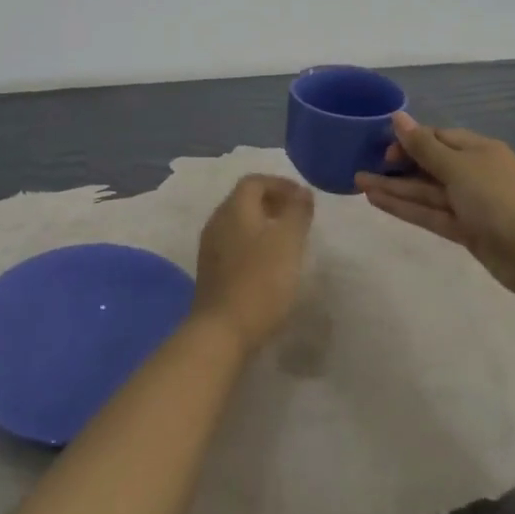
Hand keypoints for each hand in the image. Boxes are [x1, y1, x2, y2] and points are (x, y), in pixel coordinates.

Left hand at [190, 174, 313, 353]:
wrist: (221, 331)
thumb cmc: (260, 281)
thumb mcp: (288, 242)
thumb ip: (297, 212)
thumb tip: (302, 192)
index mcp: (234, 209)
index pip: (254, 182)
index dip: (280, 184)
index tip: (304, 199)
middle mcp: (217, 222)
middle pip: (244, 200)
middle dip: (272, 203)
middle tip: (298, 217)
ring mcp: (210, 248)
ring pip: (239, 224)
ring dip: (263, 224)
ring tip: (288, 241)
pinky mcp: (211, 272)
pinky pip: (234, 245)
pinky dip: (254, 244)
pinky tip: (270, 265)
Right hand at [355, 112, 514, 297]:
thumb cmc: (496, 198)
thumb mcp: (458, 167)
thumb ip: (423, 145)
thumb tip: (398, 117)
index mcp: (478, 150)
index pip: (438, 138)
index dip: (409, 141)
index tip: (383, 150)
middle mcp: (473, 173)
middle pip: (428, 165)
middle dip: (395, 167)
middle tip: (361, 168)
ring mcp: (469, 203)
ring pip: (425, 191)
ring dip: (394, 188)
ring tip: (358, 184)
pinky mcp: (465, 229)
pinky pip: (430, 213)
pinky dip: (405, 207)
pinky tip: (377, 201)